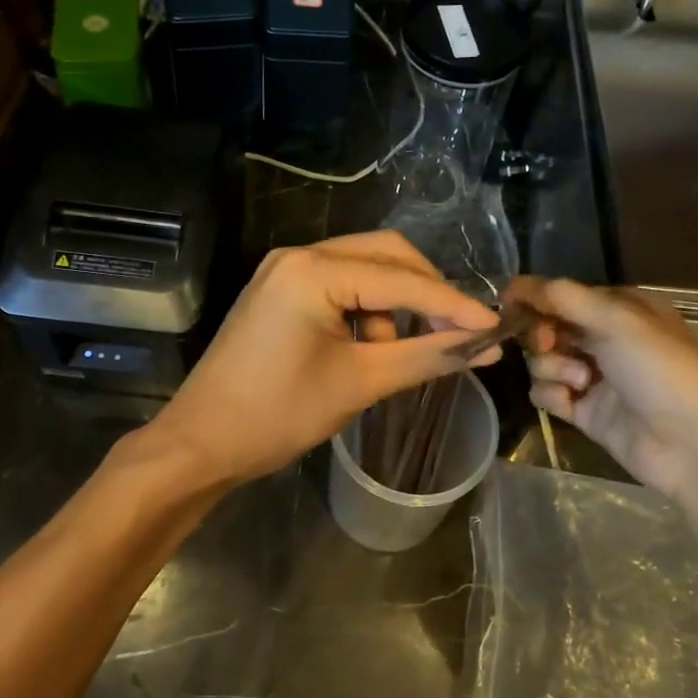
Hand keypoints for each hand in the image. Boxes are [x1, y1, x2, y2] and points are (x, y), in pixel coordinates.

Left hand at [146, 233, 502, 487]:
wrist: (201, 442)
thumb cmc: (277, 415)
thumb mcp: (359, 384)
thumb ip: (426, 357)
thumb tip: (486, 347)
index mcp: (313, 270)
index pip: (402, 280)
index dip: (453, 304)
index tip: (496, 326)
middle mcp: (298, 255)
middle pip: (385, 254)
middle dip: (426, 292)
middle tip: (457, 331)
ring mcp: (284, 270)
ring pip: (363, 268)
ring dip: (394, 304)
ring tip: (398, 353)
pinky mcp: (279, 290)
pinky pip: (339, 284)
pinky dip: (366, 310)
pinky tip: (368, 348)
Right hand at [504, 276, 697, 497]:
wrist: (693, 444)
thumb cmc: (660, 369)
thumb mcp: (616, 320)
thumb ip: (563, 298)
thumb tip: (515, 283)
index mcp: (621, 308)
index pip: (564, 294)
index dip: (536, 298)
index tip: (509, 304)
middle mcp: (606, 338)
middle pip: (549, 326)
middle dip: (542, 334)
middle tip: (549, 343)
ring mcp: (594, 376)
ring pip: (543, 360)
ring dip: (552, 367)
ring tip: (579, 381)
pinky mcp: (585, 411)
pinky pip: (546, 393)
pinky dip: (551, 394)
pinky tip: (571, 402)